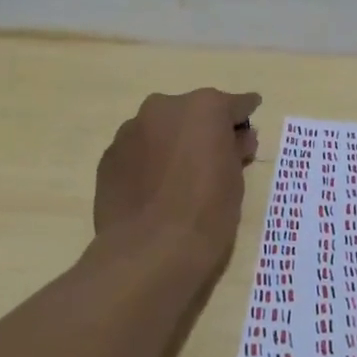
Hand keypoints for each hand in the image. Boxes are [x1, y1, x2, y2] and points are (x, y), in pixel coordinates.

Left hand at [95, 89, 261, 271]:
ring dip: (173, 144)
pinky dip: (149, 162)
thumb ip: (236, 150)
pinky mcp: (108, 156)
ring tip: (179, 179)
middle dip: (204, 130)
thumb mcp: (236, 180)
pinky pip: (138, 151)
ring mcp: (131, 130)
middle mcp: (164, 107)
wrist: (148, 252)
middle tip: (213, 159)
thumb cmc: (206, 213)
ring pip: (161, 130)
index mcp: (204, 107)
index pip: (234, 104)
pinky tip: (154, 190)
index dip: (243, 117)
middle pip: (192, 113)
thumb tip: (237, 139)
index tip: (247, 127)